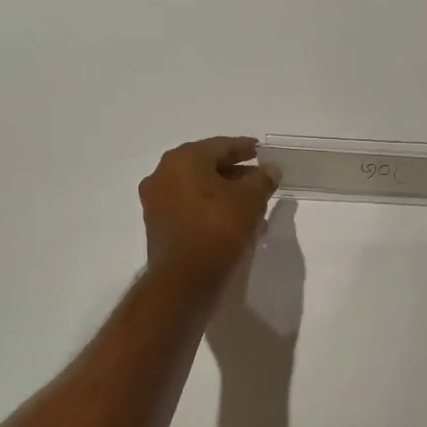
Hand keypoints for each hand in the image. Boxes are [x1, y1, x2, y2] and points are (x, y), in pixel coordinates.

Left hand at [140, 137, 278, 289]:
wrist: (183, 280)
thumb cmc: (218, 228)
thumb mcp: (250, 200)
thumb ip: (262, 180)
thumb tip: (270, 170)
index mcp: (183, 159)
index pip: (220, 146)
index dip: (244, 147)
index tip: (260, 150)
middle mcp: (163, 174)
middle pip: (206, 166)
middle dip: (234, 172)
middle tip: (258, 178)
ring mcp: (156, 201)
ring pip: (197, 188)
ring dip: (223, 192)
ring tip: (250, 203)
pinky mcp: (158, 226)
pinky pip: (189, 207)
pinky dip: (209, 208)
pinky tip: (231, 220)